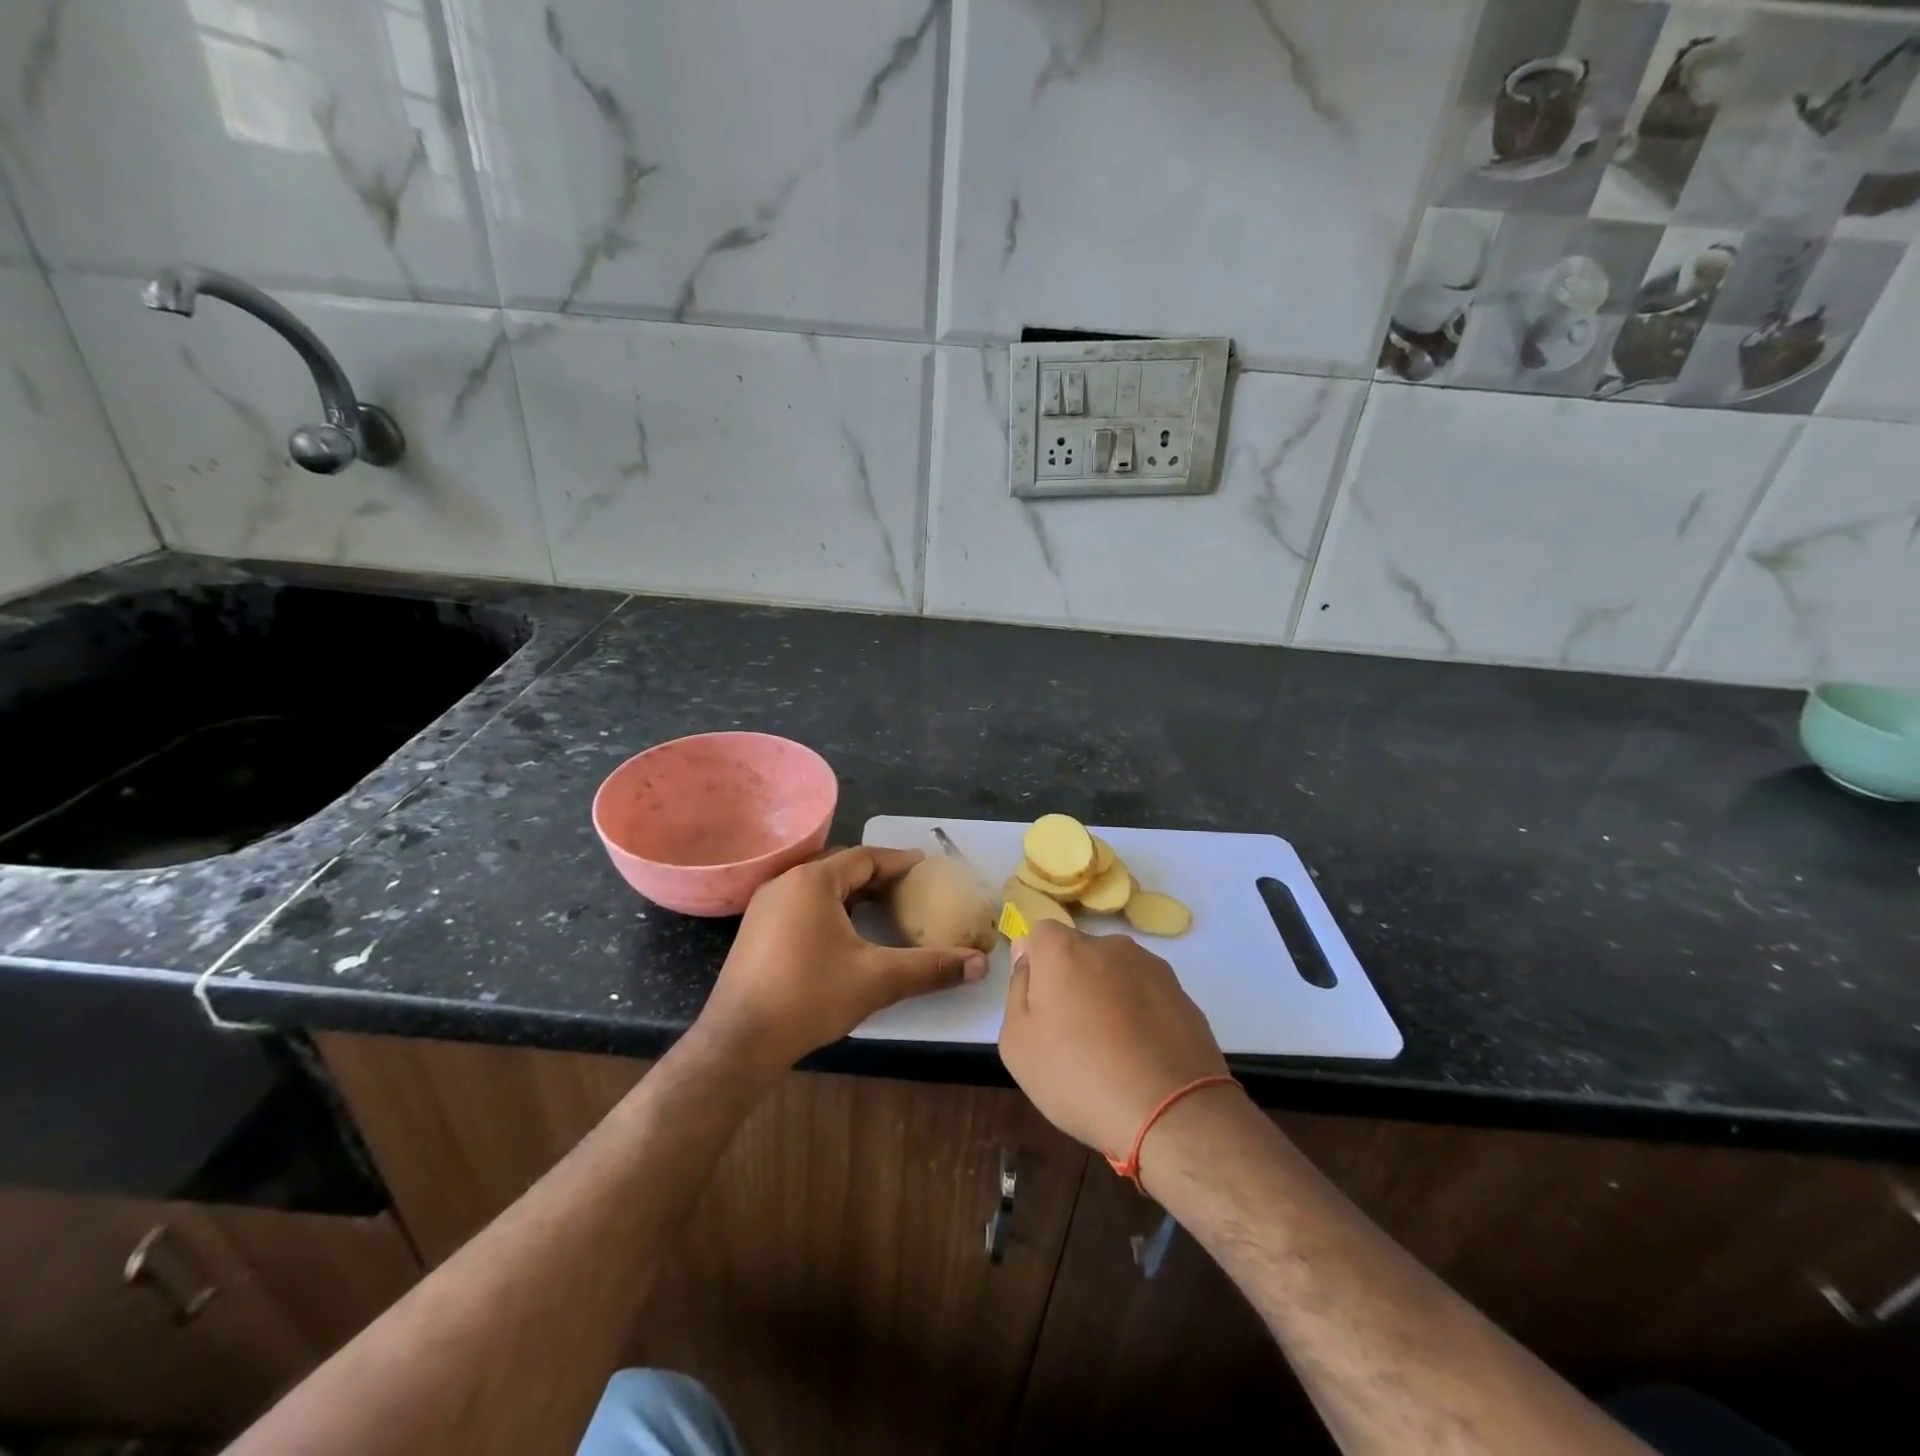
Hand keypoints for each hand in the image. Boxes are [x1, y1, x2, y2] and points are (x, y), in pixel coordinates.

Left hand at [698, 847, 988, 1074]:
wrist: (739, 1041)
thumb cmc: (809, 998)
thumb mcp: (878, 980)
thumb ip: (931, 968)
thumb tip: (981, 965)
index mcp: (813, 881)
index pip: (865, 857)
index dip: (899, 861)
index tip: (925, 866)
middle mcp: (786, 882)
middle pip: (841, 867)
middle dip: (876, 874)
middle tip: (908, 888)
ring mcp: (765, 905)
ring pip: (819, 885)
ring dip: (851, 891)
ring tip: (882, 907)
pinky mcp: (755, 930)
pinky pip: (801, 902)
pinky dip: (829, 906)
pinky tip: (844, 932)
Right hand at [999, 922, 1229, 1157]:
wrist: (1171, 1112)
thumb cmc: (1078, 1076)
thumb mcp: (1018, 1043)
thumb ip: (1018, 988)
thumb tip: (1026, 954)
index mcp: (1064, 949)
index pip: (1041, 934)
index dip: (1037, 966)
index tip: (1040, 1005)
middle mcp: (1109, 945)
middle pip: (1080, 953)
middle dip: (1073, 982)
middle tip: (1072, 1034)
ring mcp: (1151, 967)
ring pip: (1116, 974)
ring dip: (1109, 997)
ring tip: (1112, 1052)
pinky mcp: (1182, 995)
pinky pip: (1147, 997)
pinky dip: (1140, 1016)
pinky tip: (1141, 1058)